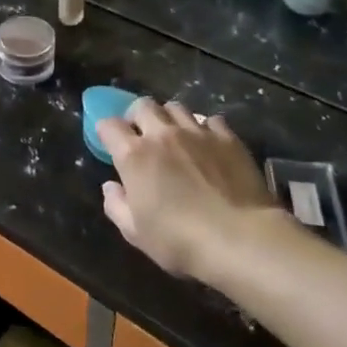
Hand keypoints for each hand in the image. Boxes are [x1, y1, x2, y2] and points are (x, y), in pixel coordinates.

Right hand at [97, 99, 281, 280]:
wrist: (241, 239)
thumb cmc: (180, 240)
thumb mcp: (135, 233)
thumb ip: (116, 205)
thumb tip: (111, 186)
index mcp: (133, 155)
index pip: (109, 125)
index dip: (106, 132)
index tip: (110, 144)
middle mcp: (162, 134)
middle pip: (142, 105)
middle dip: (137, 116)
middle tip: (141, 135)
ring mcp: (197, 132)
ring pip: (176, 107)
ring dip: (169, 118)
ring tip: (175, 136)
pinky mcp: (228, 138)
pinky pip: (211, 120)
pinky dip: (204, 128)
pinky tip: (208, 144)